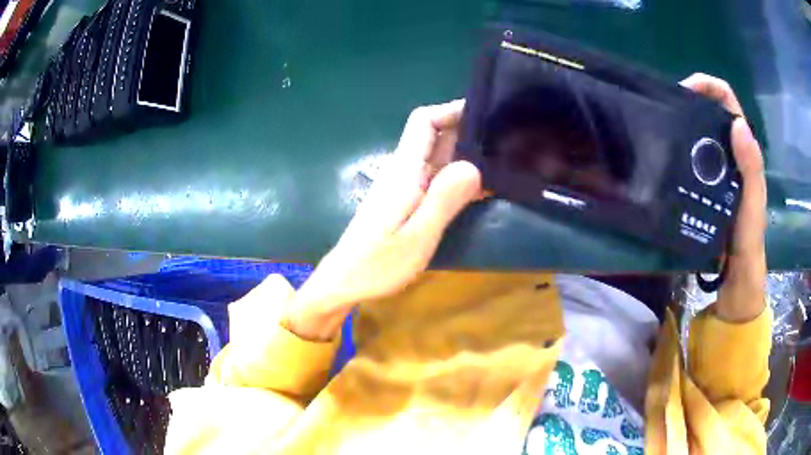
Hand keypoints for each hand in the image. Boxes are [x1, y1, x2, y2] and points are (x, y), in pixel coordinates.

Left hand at [285, 100, 481, 339]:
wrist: (346, 281)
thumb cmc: (377, 264)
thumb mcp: (416, 237)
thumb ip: (443, 200)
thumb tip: (473, 165)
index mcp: (404, 170)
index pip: (424, 121)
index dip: (451, 110)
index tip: (485, 113)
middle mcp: (404, 170)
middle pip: (435, 135)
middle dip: (468, 131)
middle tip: (506, 138)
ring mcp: (405, 185)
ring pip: (439, 156)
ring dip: (467, 154)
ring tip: (503, 159)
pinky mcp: (407, 201)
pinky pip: (437, 178)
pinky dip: (459, 177)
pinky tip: (483, 188)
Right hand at [681, 73, 766, 322]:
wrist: (735, 274)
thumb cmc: (747, 239)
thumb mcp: (753, 204)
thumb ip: (751, 168)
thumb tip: (737, 124)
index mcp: (744, 149)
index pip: (727, 100)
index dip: (708, 86)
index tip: (684, 91)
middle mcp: (730, 151)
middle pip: (710, 111)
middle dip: (690, 101)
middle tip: (665, 110)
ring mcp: (717, 166)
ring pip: (700, 132)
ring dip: (683, 125)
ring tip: (661, 130)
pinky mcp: (705, 182)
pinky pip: (692, 157)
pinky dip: (680, 150)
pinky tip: (667, 157)